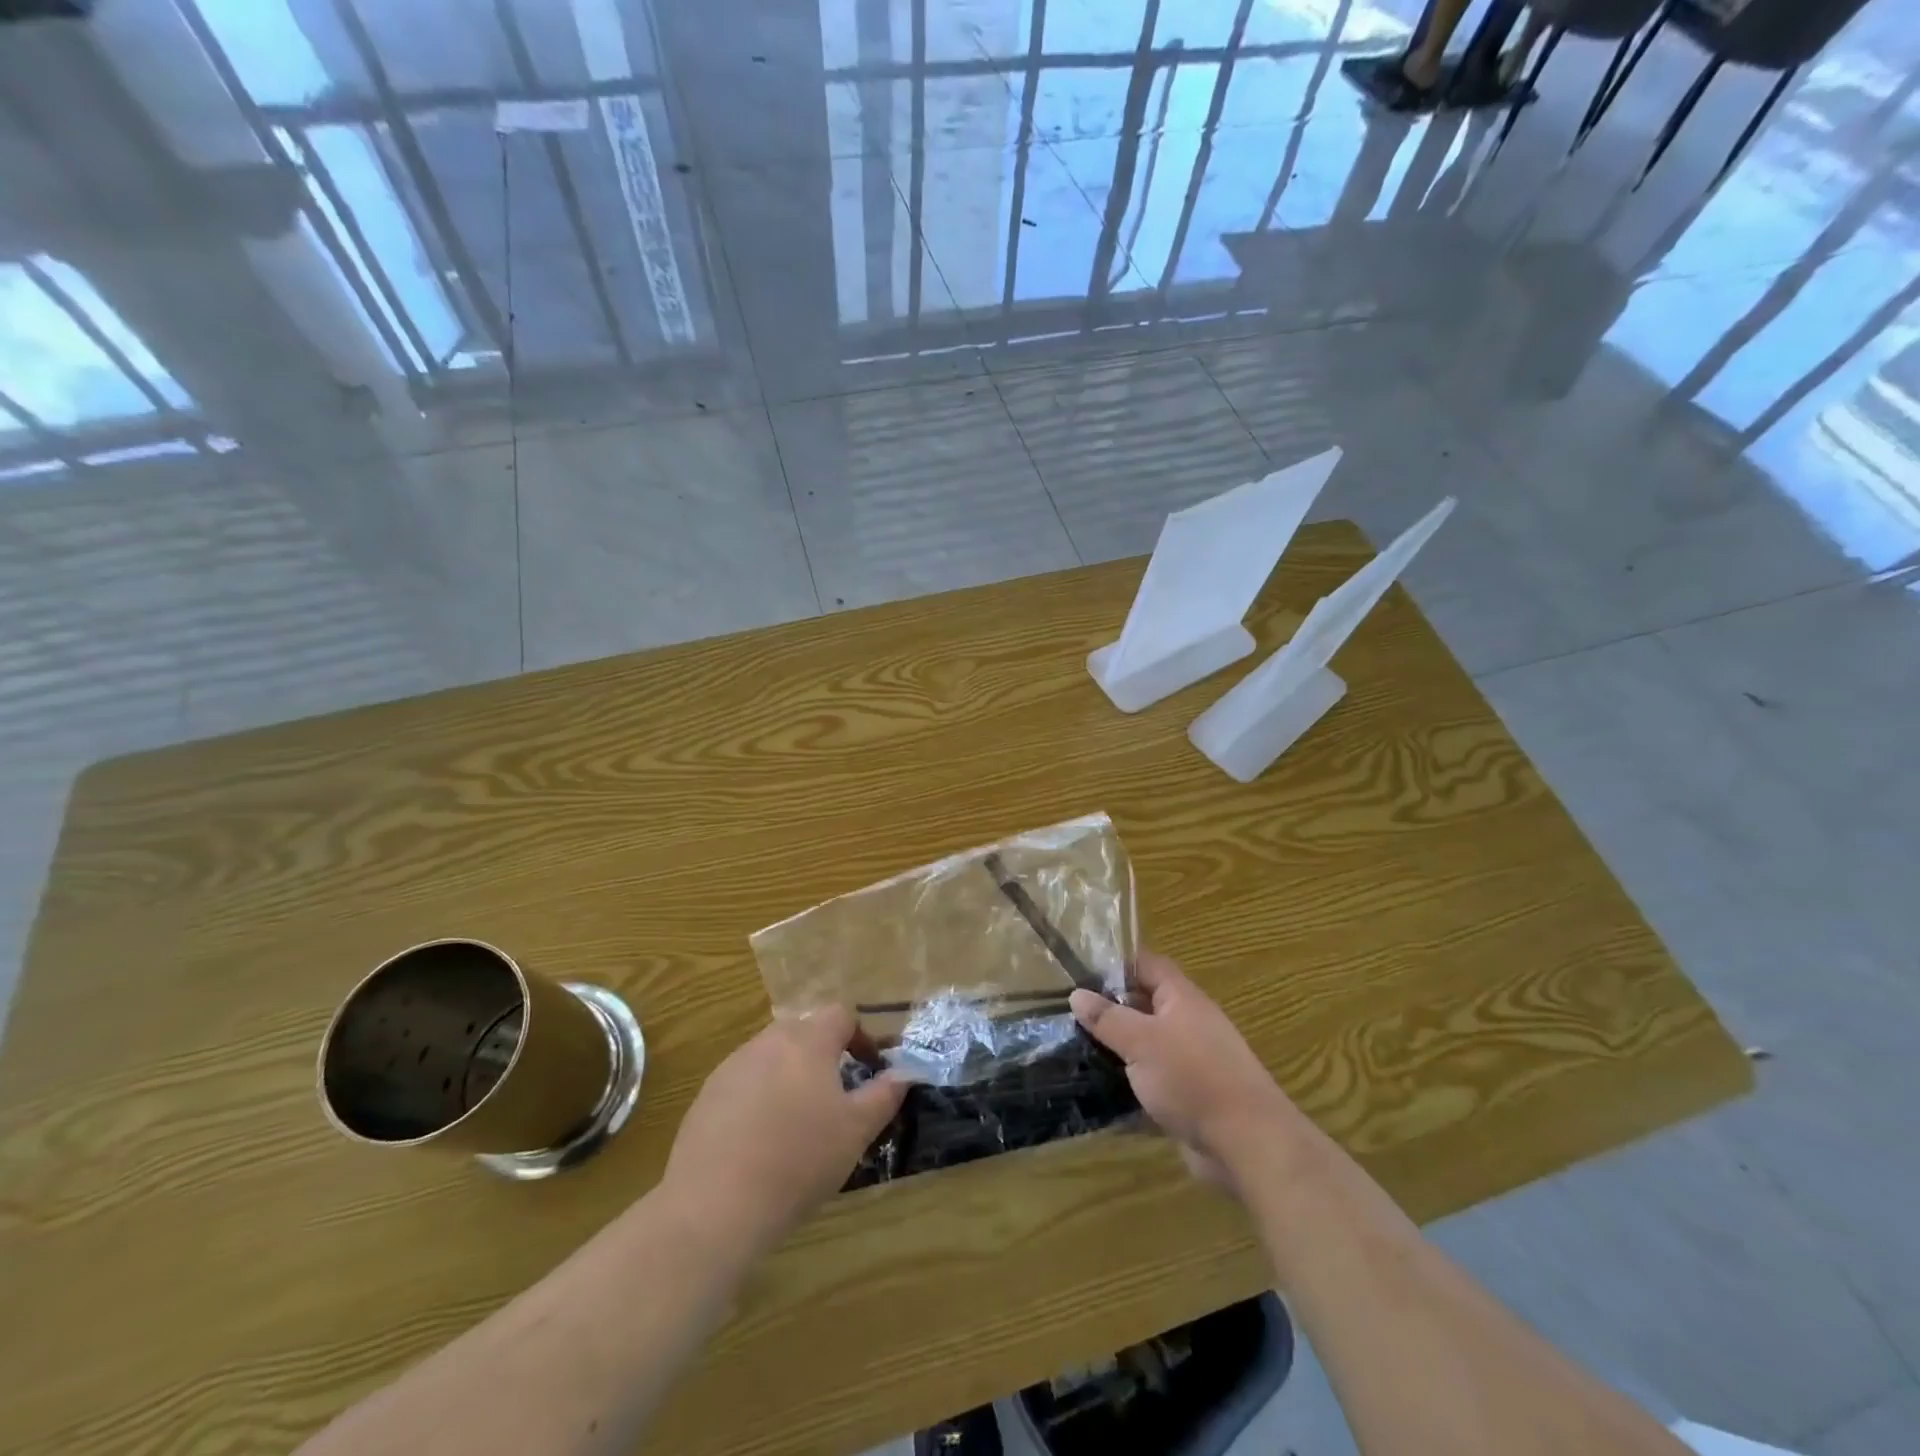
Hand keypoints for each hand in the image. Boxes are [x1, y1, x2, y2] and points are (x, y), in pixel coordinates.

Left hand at [661, 1010, 906, 1260]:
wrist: (715, 1204)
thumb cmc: (799, 1160)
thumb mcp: (856, 1131)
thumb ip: (884, 1095)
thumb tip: (904, 1073)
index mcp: (808, 1041)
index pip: (840, 1014)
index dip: (861, 1036)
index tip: (870, 1068)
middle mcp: (768, 1041)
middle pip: (804, 1031)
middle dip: (824, 1054)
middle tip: (837, 1095)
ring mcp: (732, 1066)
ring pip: (772, 1055)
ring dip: (791, 1074)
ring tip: (799, 1120)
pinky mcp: (707, 1095)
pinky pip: (744, 1082)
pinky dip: (760, 1097)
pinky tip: (761, 1140)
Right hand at [1070, 950, 1306, 1194]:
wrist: (1247, 1144)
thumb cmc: (1193, 1077)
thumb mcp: (1141, 1041)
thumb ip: (1107, 1017)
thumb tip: (1077, 994)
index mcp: (1181, 999)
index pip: (1146, 965)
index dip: (1115, 964)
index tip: (1079, 974)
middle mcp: (1187, 1024)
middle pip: (1143, 1006)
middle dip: (1109, 1010)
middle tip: (1068, 1016)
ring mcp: (1189, 1063)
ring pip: (1145, 1047)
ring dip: (1116, 1052)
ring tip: (1074, 1053)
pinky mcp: (1187, 1098)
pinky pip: (1151, 1084)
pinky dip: (1128, 1087)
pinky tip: (1097, 1094)